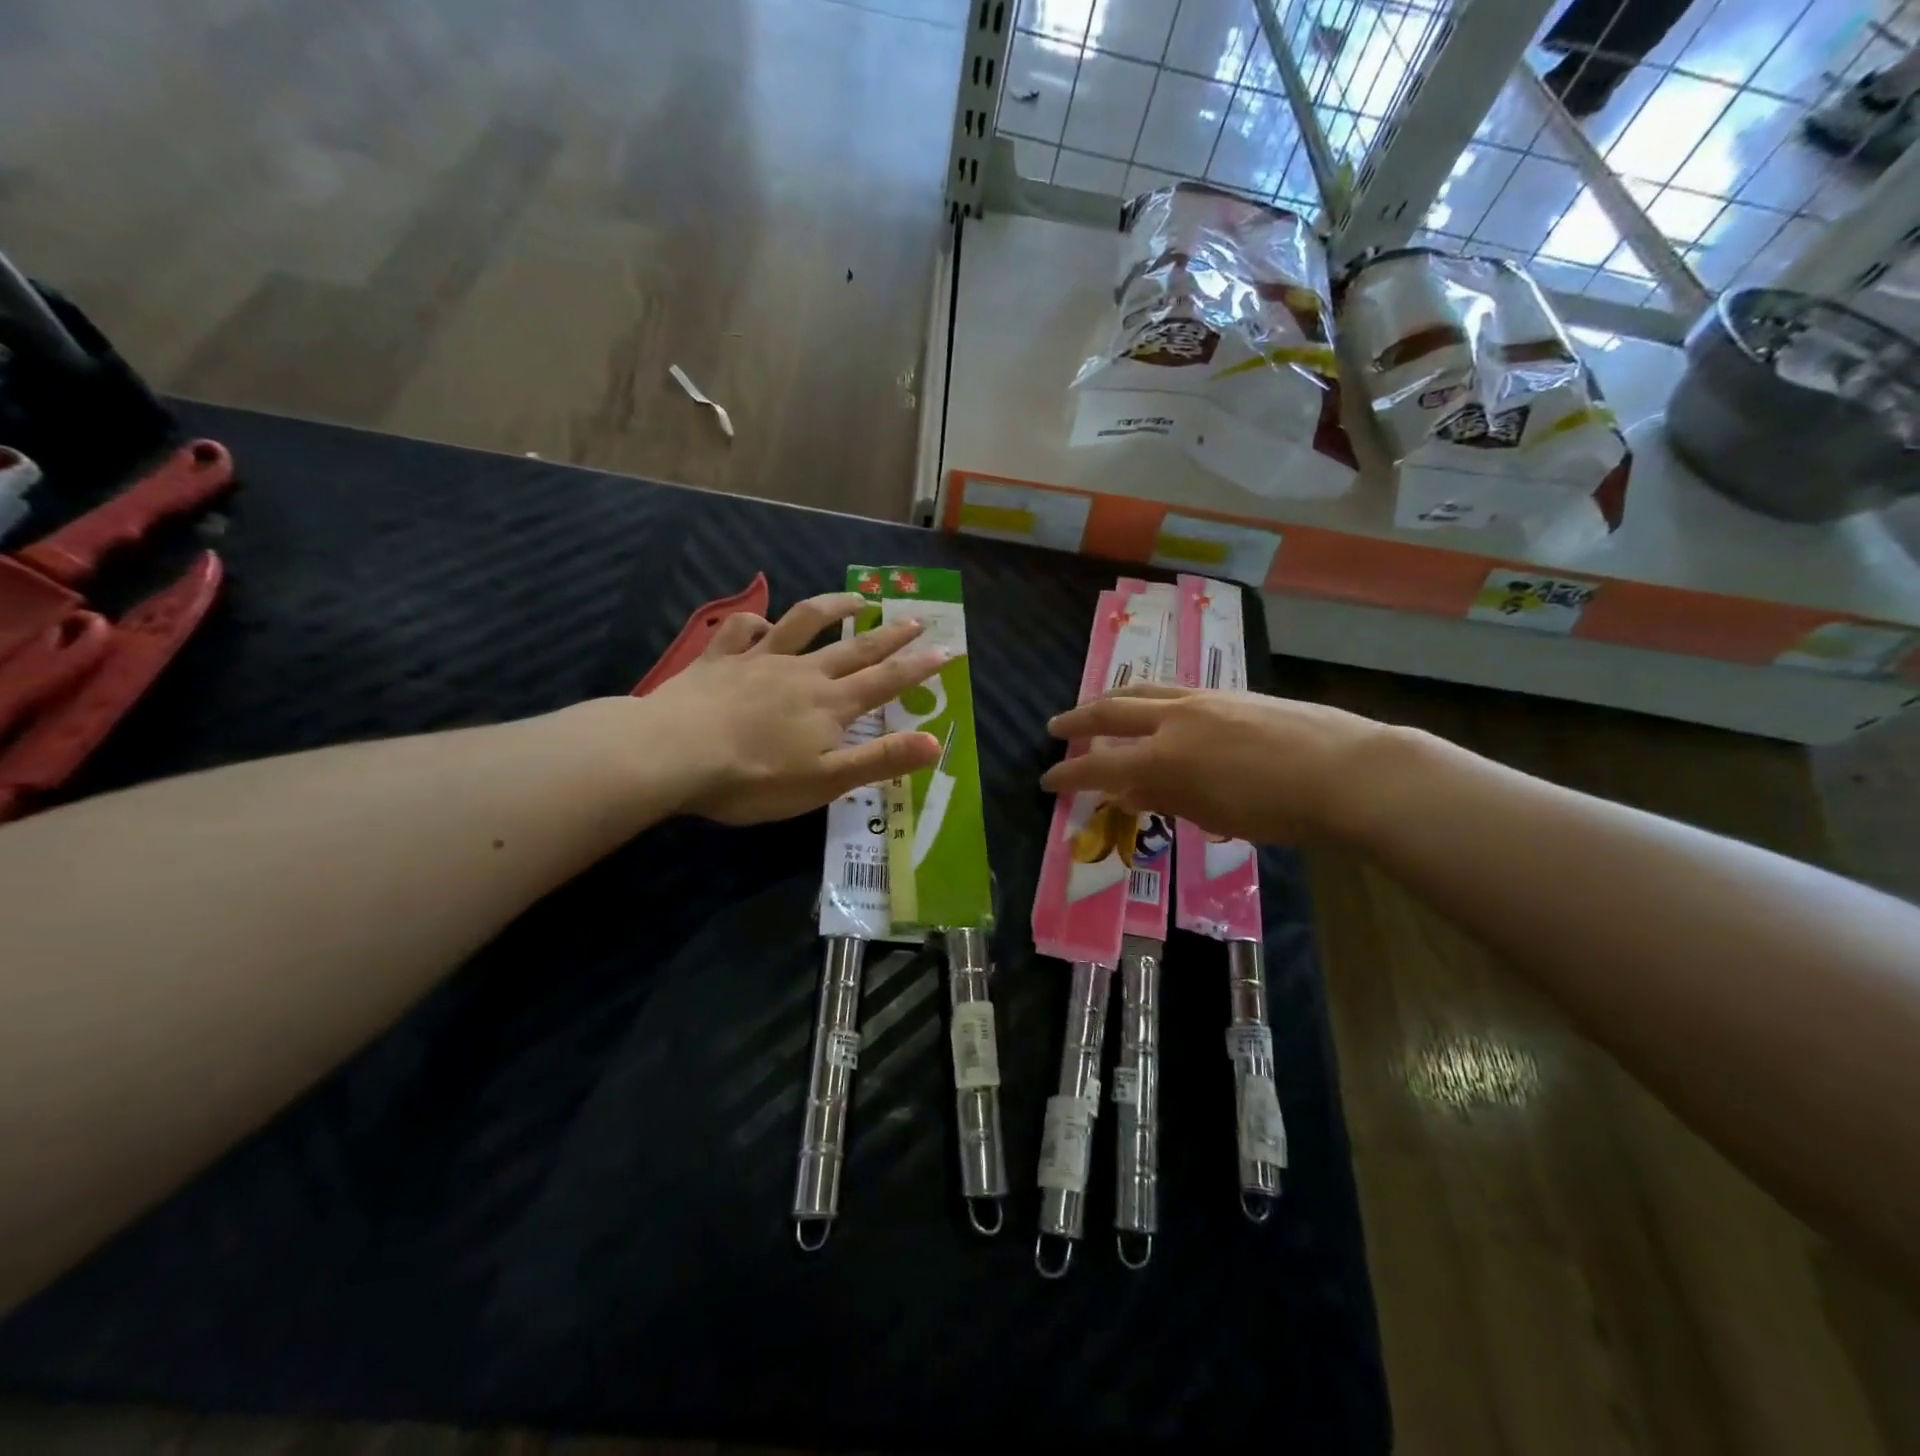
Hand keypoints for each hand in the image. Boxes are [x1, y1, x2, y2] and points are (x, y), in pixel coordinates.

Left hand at [644, 592, 946, 824]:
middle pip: (855, 648)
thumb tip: (936, 742)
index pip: (887, 681)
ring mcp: (759, 660)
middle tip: (917, 618)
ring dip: (833, 608)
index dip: (918, 668)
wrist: (675, 754)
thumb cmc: (756, 777)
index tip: (947, 650)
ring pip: (804, 623)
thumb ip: (882, 759)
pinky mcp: (719, 659)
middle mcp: (803, 672)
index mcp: (831, 704)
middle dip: (890, 636)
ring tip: (856, 599)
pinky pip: (741, 629)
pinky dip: (756, 621)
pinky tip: (763, 624)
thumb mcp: (828, 780)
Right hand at [1040, 684, 1394, 844]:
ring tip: (1097, 708)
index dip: (1069, 776)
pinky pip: (1175, 689)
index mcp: (1165, 759)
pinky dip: (1150, 698)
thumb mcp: (1215, 816)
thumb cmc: (1280, 811)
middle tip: (1056, 728)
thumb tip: (1127, 791)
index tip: (1047, 781)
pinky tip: (1157, 710)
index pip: (1099, 765)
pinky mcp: (1230, 692)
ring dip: (1112, 699)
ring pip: (1143, 690)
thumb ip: (1165, 798)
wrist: (1348, 772)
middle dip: (1078, 720)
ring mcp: (1204, 699)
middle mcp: (1175, 720)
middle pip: (1112, 711)